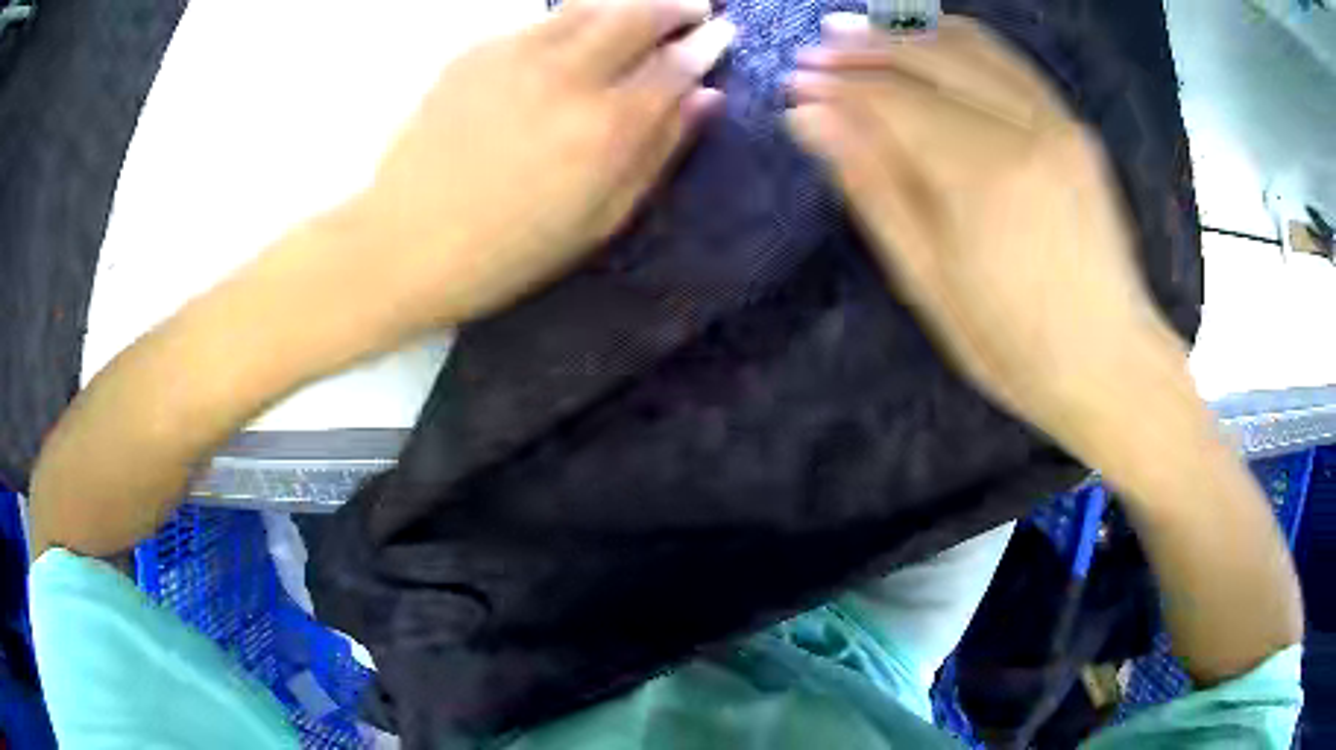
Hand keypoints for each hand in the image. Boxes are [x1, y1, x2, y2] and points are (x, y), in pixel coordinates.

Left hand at [346, 0, 733, 329]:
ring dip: (627, 4)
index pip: (675, 65)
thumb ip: (659, 151)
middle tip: (695, 9)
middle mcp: (566, 76)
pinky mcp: (474, 52)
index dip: (706, 45)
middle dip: (676, 6)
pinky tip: (575, 40)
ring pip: (588, 6)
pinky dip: (573, 22)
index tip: (722, 34)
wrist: (405, 243)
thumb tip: (706, 98)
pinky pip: (540, 22)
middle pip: (636, 14)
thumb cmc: (510, 251)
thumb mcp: (600, 220)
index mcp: (605, 128)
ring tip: (643, 14)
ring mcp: (514, 56)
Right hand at [787, 14, 1183, 449]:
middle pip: (928, 55)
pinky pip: (1008, 59)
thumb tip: (810, 117)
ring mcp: (1056, 119)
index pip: (891, 98)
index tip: (795, 83)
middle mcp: (1024, 127)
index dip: (837, 85)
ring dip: (907, 33)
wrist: (1111, 362)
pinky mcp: (1074, 124)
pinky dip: (959, 40)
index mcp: (983, 175)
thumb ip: (873, 185)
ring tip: (861, 36)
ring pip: (969, 43)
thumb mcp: (927, 280)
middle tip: (817, 51)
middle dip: (864, 47)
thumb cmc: (1013, 345)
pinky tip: (927, 42)